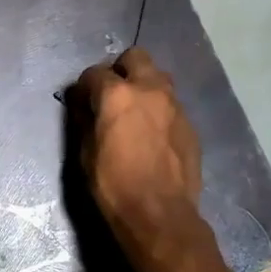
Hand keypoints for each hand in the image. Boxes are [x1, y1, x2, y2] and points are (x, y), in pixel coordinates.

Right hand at [75, 48, 204, 262]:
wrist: (160, 214)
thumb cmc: (113, 185)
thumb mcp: (85, 153)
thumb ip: (84, 120)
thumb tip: (81, 104)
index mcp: (117, 95)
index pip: (95, 73)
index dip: (85, 86)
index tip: (81, 100)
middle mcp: (149, 89)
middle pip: (135, 57)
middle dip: (120, 70)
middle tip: (111, 94)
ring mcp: (174, 105)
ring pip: (158, 77)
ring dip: (143, 85)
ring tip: (134, 112)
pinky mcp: (190, 124)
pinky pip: (171, 104)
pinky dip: (158, 110)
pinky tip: (152, 134)